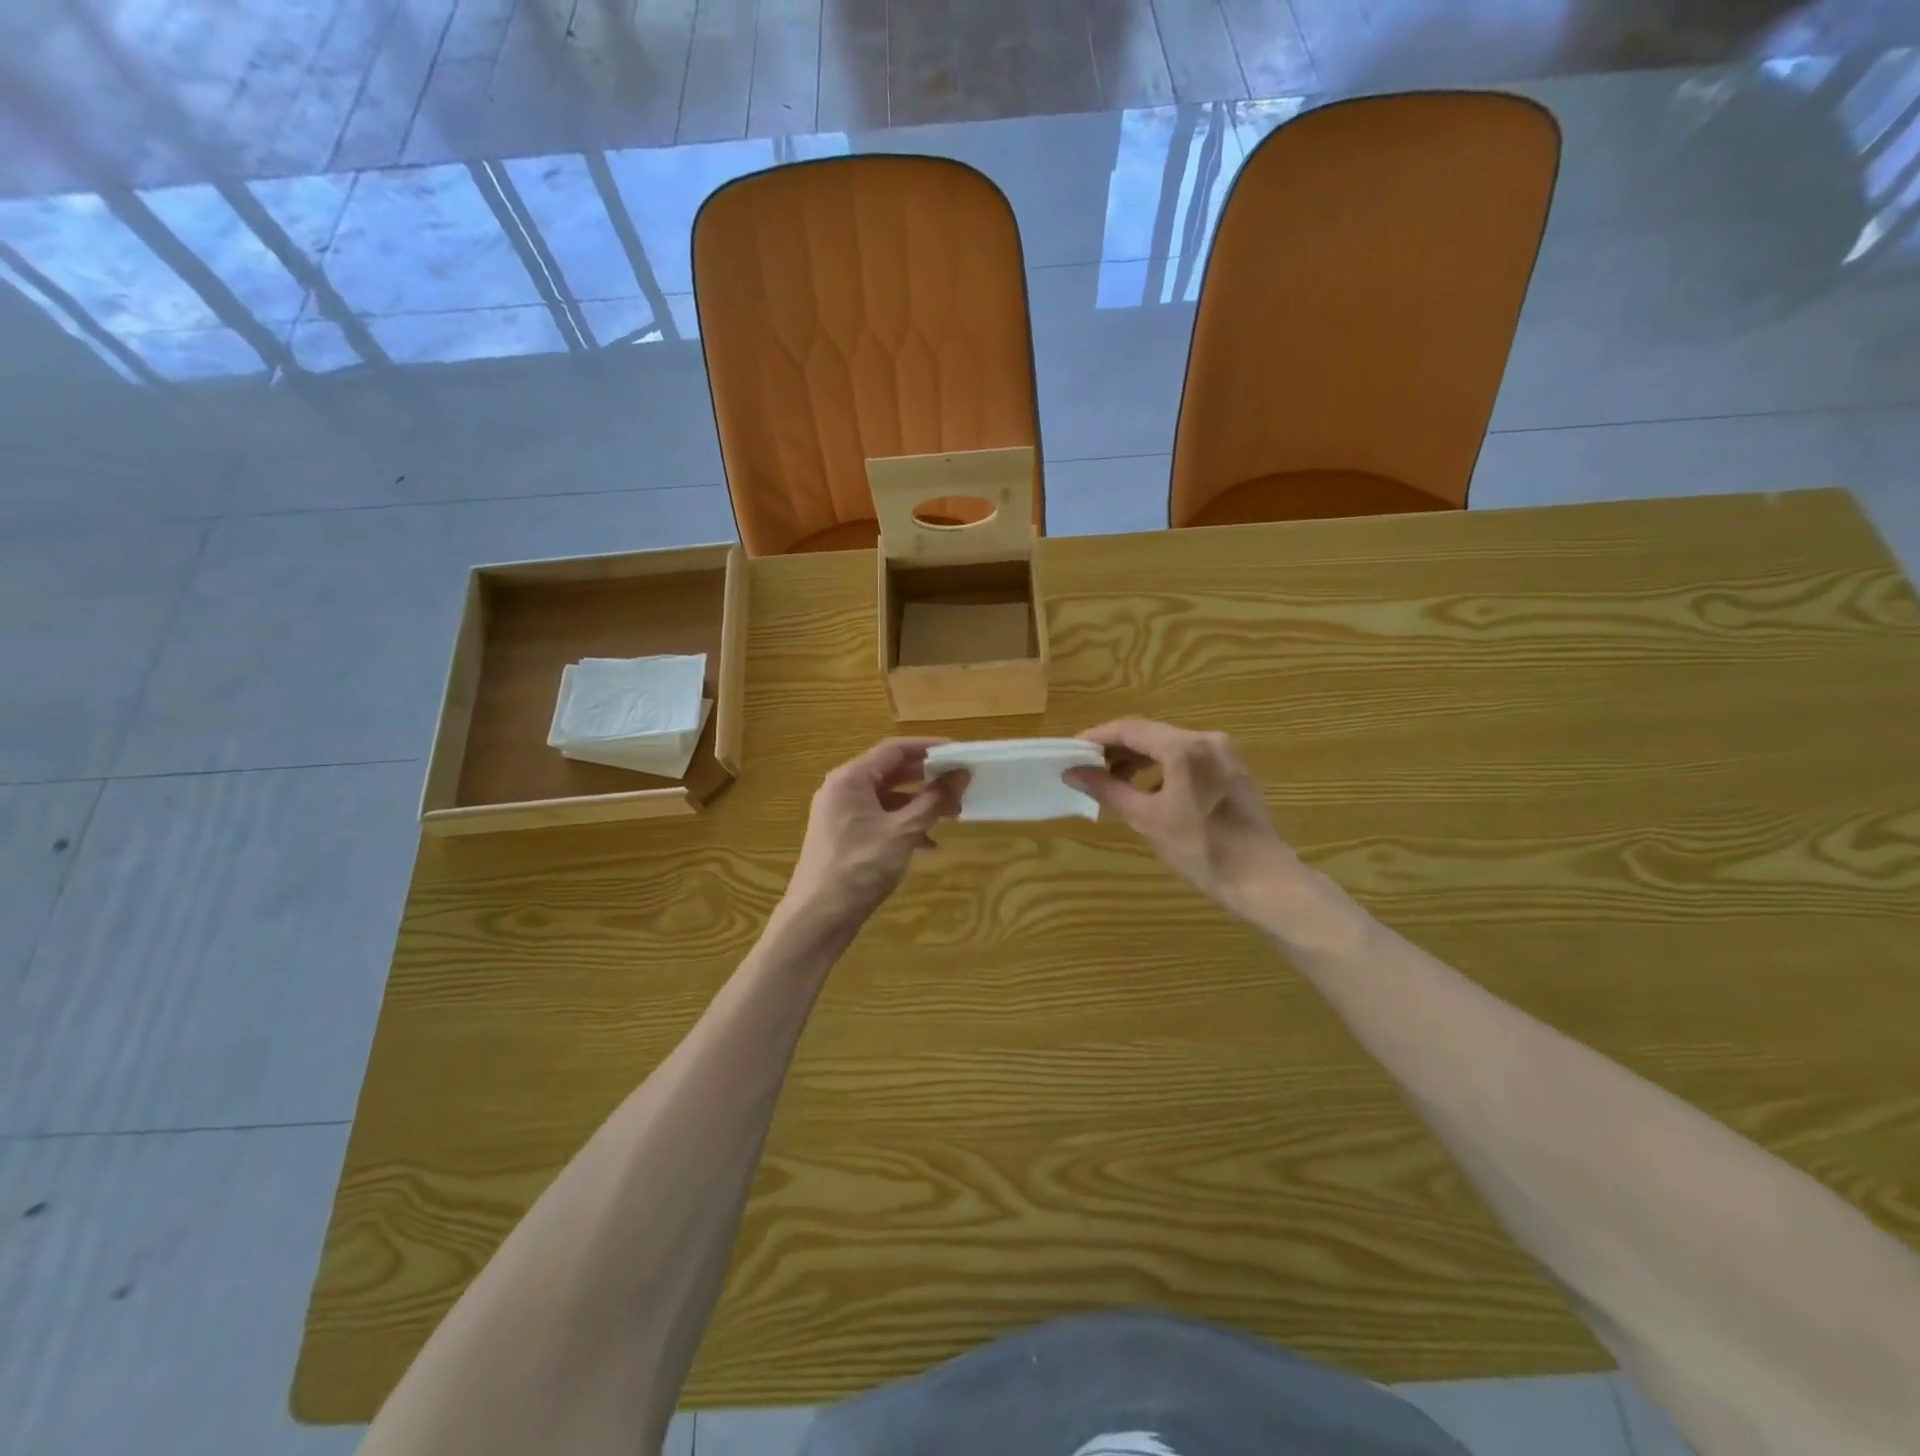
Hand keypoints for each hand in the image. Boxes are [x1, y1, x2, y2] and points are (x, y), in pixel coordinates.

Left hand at [784, 738, 965, 928]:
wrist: (817, 919)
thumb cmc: (859, 868)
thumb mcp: (903, 832)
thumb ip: (933, 801)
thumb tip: (961, 774)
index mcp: (851, 779)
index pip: (894, 749)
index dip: (929, 747)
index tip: (959, 752)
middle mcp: (842, 789)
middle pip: (891, 772)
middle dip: (928, 779)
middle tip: (960, 785)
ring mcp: (841, 814)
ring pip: (887, 798)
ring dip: (919, 804)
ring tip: (952, 815)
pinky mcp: (844, 837)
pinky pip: (880, 819)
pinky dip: (904, 825)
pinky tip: (929, 844)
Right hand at [1066, 720, 1294, 915]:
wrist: (1261, 879)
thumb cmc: (1200, 848)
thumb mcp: (1146, 818)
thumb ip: (1107, 789)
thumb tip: (1072, 772)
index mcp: (1183, 747)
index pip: (1129, 729)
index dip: (1097, 737)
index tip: (1071, 750)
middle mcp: (1206, 740)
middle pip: (1150, 734)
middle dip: (1117, 749)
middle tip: (1087, 767)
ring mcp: (1224, 755)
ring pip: (1170, 746)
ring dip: (1139, 759)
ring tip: (1114, 782)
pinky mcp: (1233, 772)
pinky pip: (1189, 759)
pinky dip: (1163, 768)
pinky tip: (1149, 791)